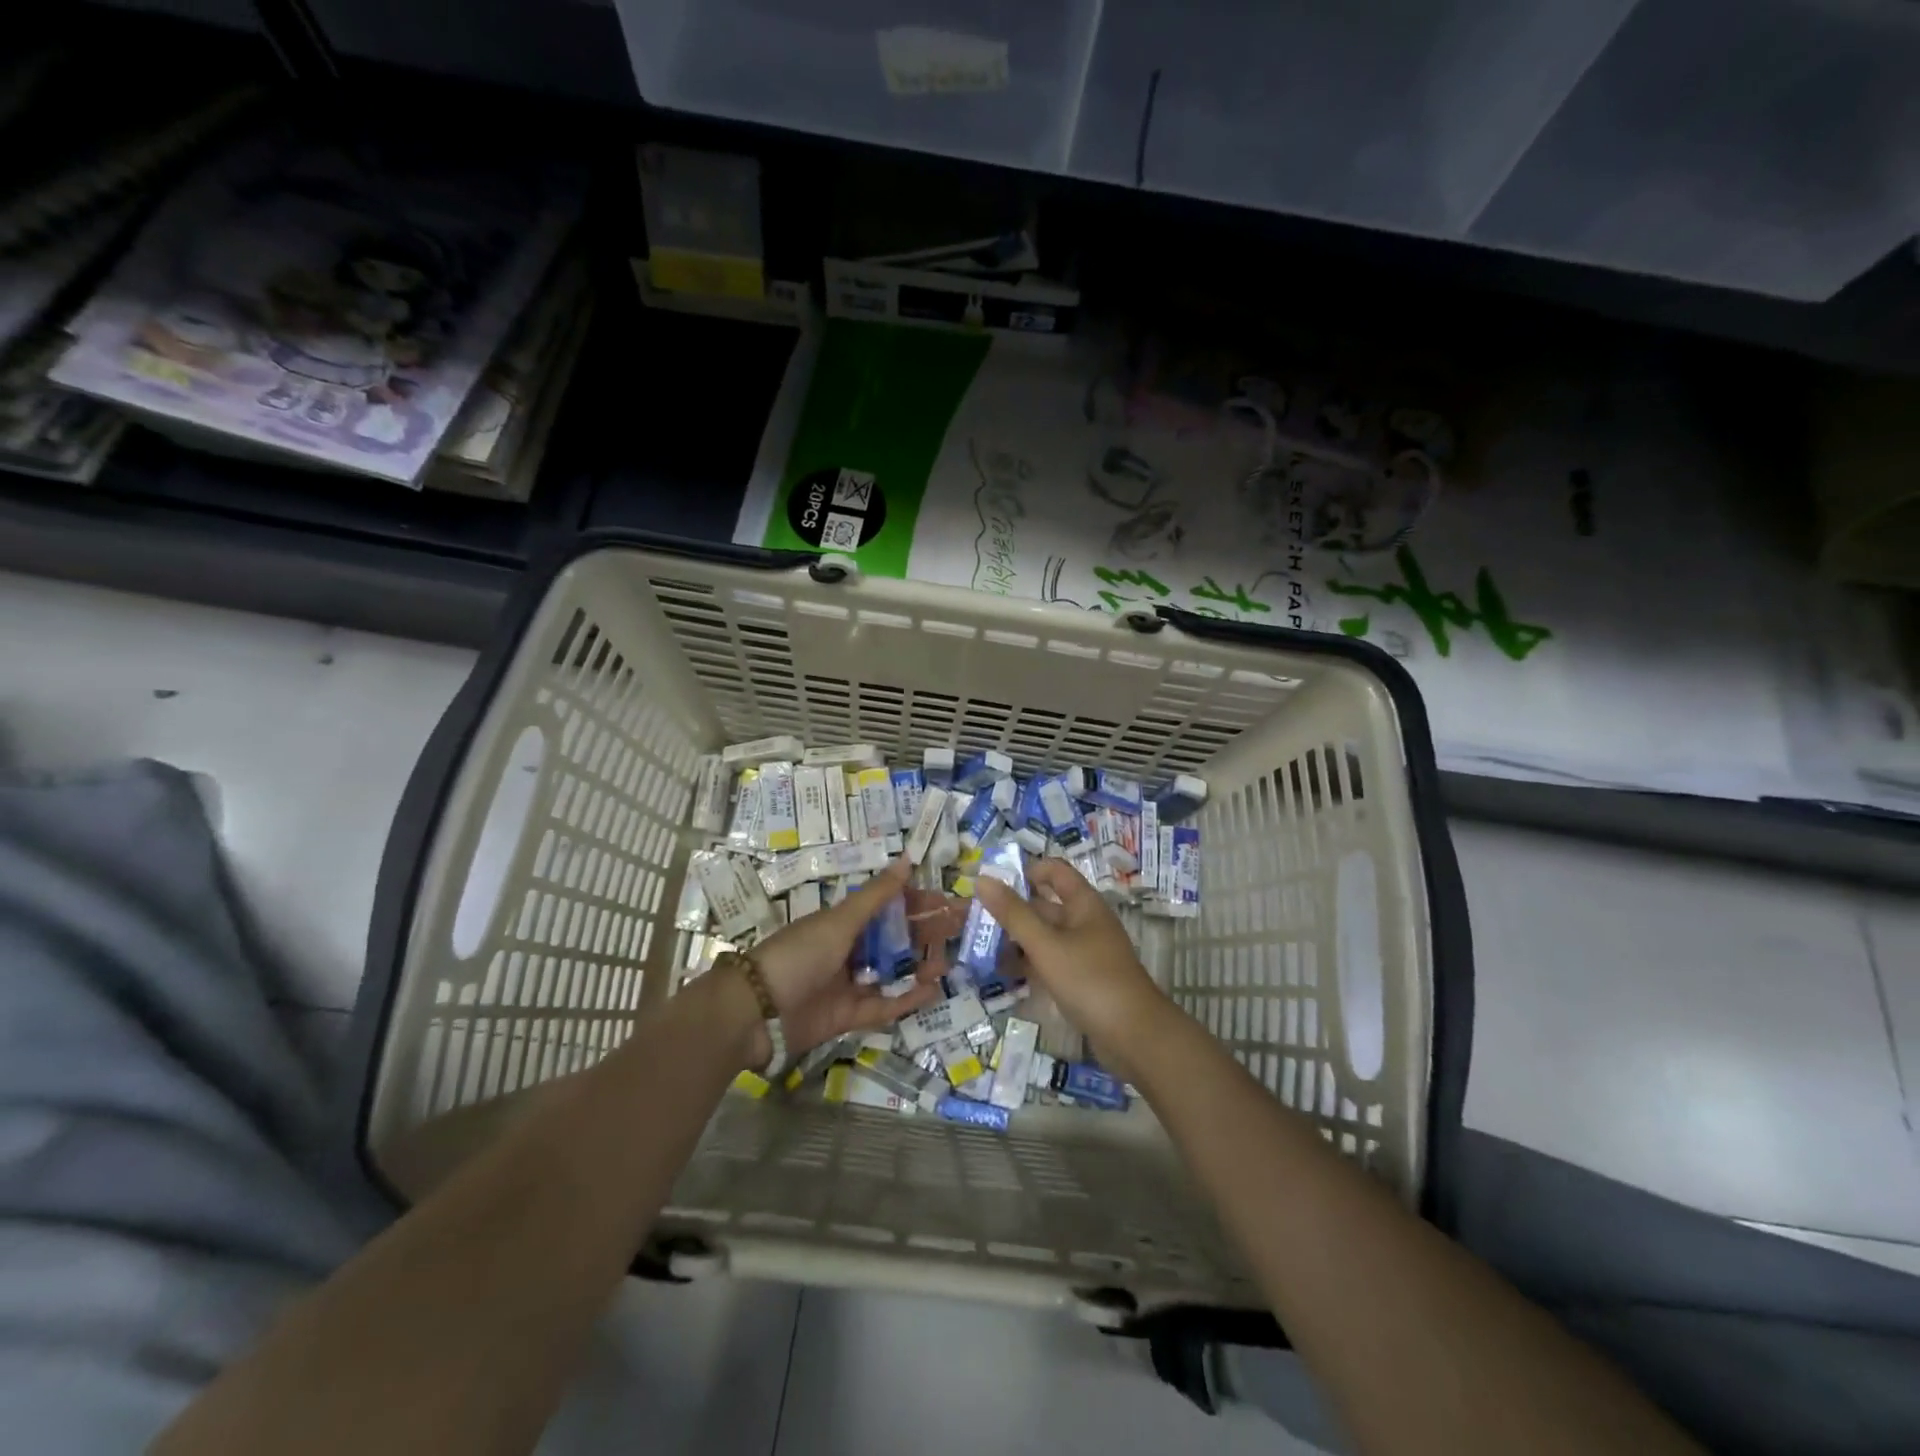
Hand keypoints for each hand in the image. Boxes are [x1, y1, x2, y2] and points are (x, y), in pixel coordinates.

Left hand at [745, 856, 963, 1062]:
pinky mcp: (849, 1016)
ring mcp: (849, 984)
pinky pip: (884, 1006)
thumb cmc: (798, 954)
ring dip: (920, 967)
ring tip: (948, 963)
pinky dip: (906, 1000)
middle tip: (961, 932)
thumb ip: (876, 895)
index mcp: (845, 922)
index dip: (919, 904)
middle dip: (927, 934)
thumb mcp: (839, 921)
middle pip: (896, 940)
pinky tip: (931, 991)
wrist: (755, 1011)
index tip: (949, 902)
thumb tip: (907, 859)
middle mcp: (849, 950)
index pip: (889, 908)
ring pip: (893, 973)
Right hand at [976, 859, 1168, 1065]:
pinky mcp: (1082, 980)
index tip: (994, 884)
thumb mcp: (1046, 945)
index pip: (1054, 871)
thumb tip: (982, 879)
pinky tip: (1003, 974)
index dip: (1026, 871)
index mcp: (1083, 904)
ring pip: (1045, 936)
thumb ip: (1013, 914)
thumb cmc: (1090, 980)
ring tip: (981, 947)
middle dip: (1012, 910)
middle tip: (975, 919)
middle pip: (1045, 905)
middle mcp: (1085, 922)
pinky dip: (1029, 963)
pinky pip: (1050, 962)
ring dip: (1016, 939)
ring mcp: (1085, 953)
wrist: (1135, 1036)